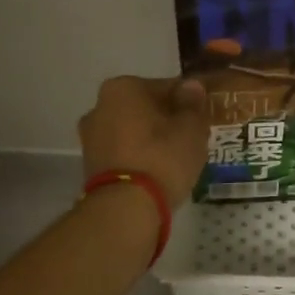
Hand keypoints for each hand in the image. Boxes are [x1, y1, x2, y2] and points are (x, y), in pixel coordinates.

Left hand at [77, 76, 210, 202]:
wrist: (125, 207)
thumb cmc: (162, 157)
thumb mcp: (191, 128)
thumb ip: (192, 104)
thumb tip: (191, 86)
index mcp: (123, 88)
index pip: (166, 86)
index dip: (188, 100)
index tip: (203, 115)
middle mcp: (99, 106)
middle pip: (145, 108)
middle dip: (167, 118)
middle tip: (192, 136)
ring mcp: (91, 137)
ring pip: (133, 130)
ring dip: (153, 138)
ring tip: (178, 156)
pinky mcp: (91, 164)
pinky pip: (124, 151)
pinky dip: (140, 155)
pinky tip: (159, 169)